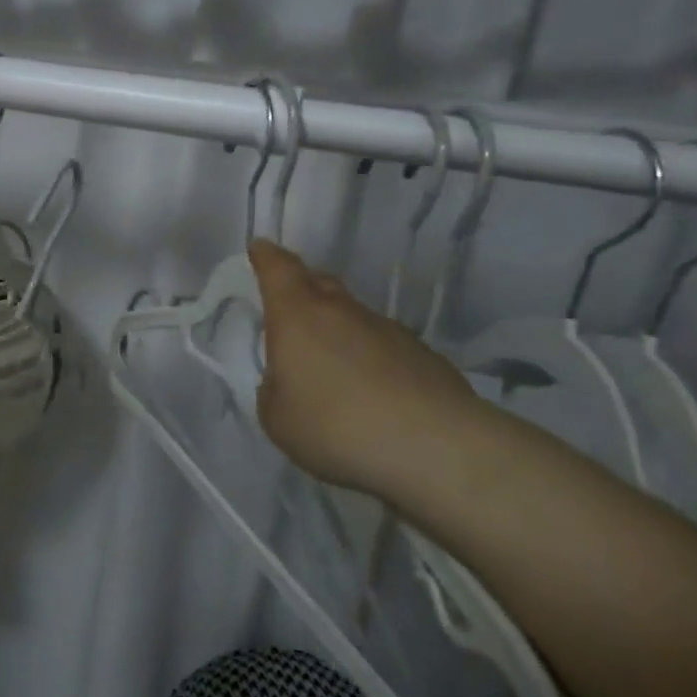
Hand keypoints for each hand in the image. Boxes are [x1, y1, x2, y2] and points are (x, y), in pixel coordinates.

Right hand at [248, 239, 487, 503]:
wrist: (436, 448)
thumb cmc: (335, 426)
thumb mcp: (277, 417)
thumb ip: (274, 391)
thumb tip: (288, 381)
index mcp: (298, 317)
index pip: (278, 269)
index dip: (266, 257)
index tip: (260, 248)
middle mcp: (343, 312)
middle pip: (319, 283)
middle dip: (302, 287)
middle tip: (290, 306)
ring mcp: (389, 330)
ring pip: (353, 317)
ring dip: (338, 330)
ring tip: (332, 366)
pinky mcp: (423, 356)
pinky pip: (384, 346)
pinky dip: (370, 358)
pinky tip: (371, 392)